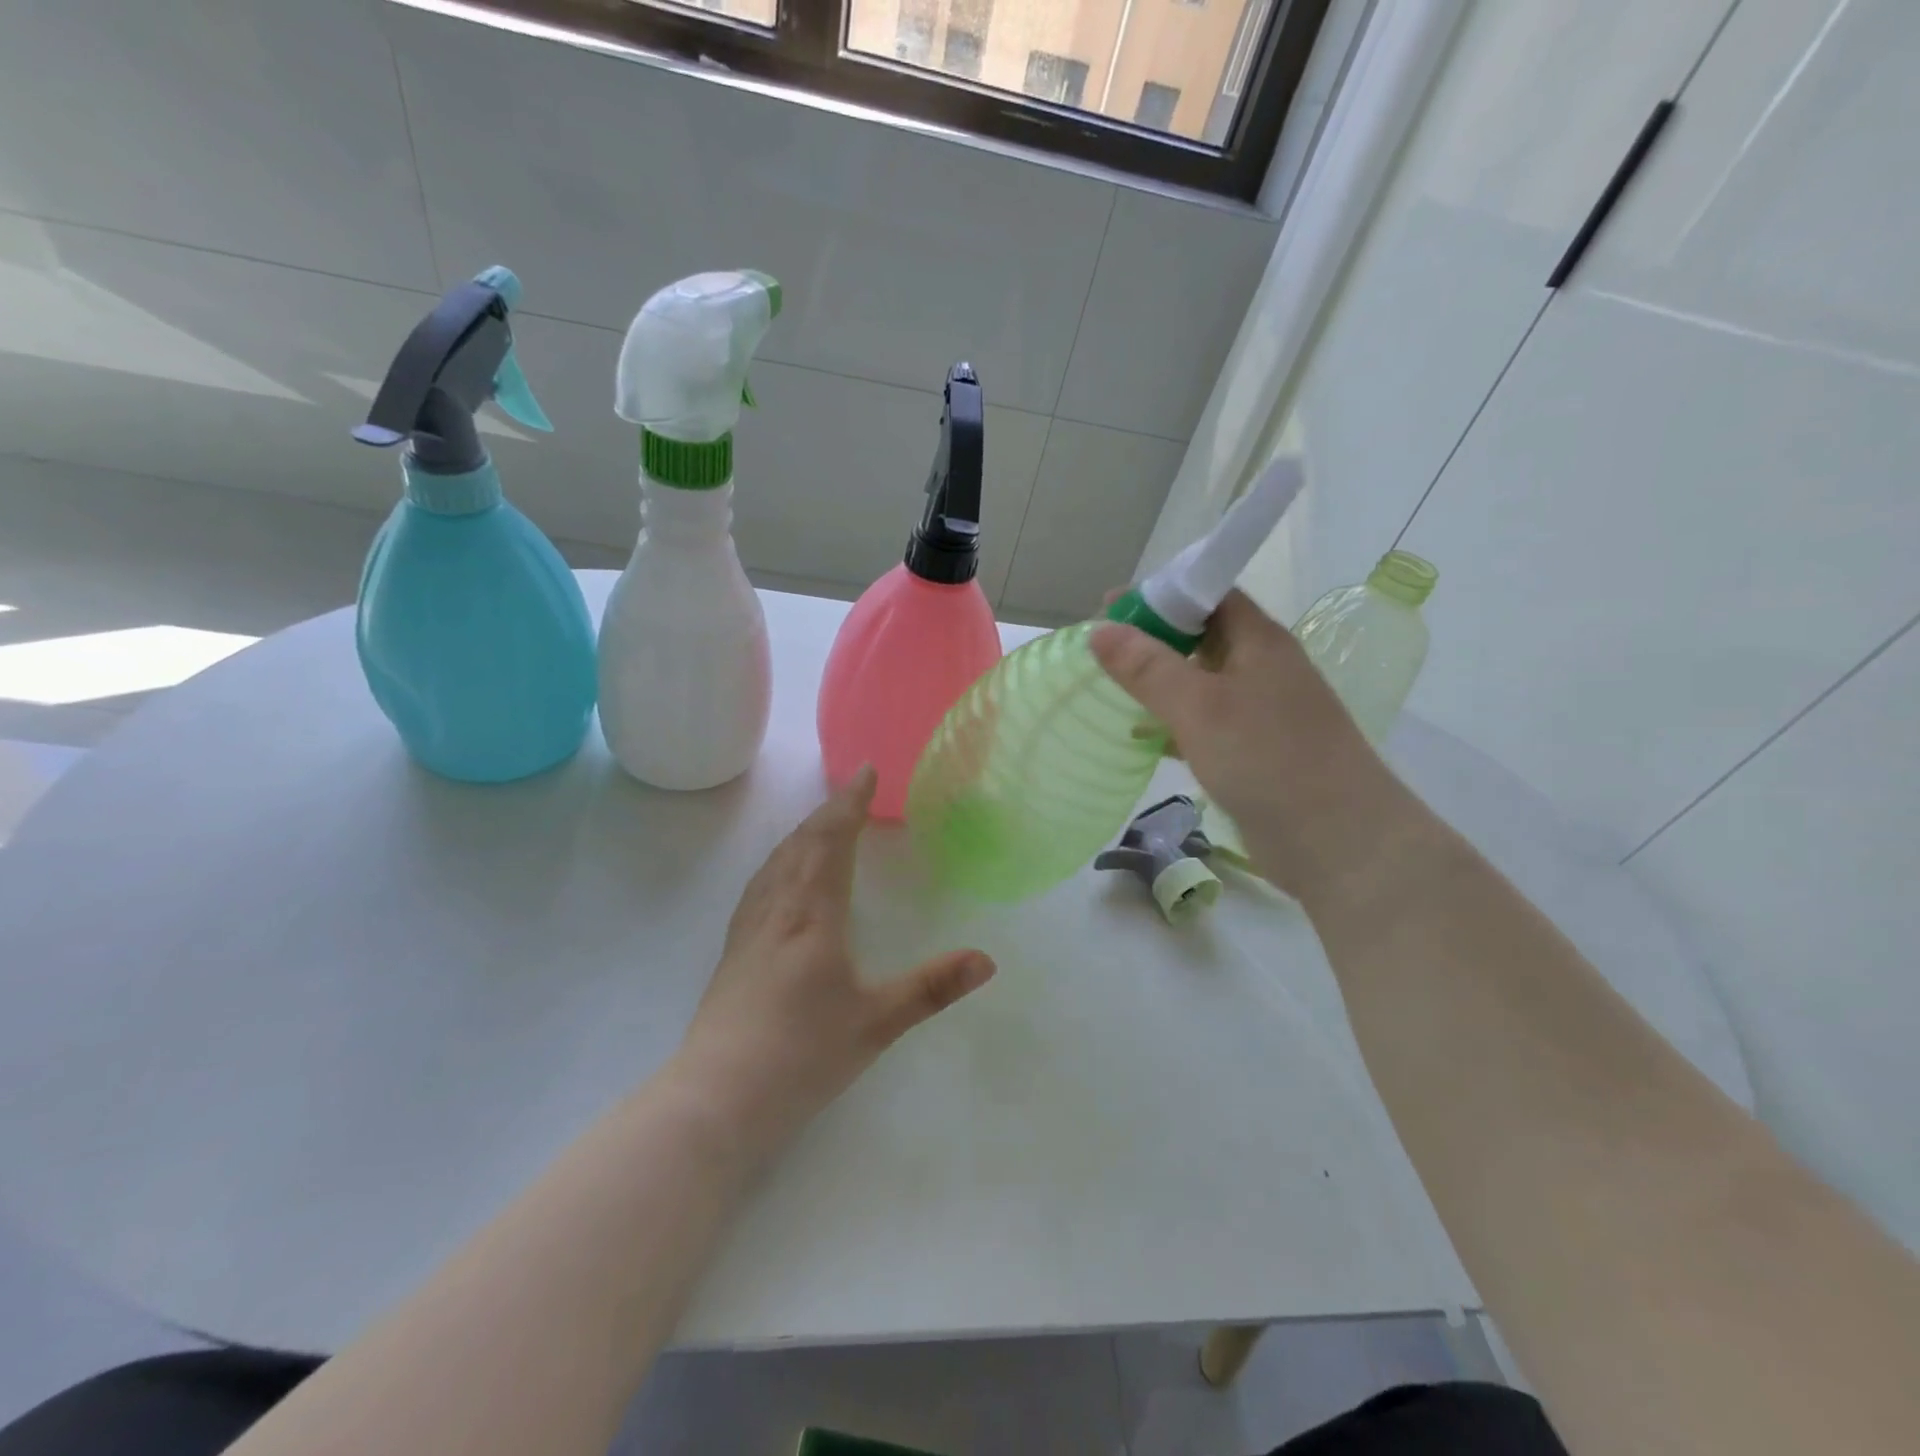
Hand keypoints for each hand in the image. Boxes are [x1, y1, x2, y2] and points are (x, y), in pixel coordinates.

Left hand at [670, 765, 995, 1160]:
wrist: (718, 1096)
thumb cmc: (802, 1054)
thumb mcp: (877, 1023)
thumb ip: (933, 988)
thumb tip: (987, 960)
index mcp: (812, 913)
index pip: (832, 840)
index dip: (850, 803)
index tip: (865, 771)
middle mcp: (777, 908)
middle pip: (802, 842)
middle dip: (829, 811)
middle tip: (853, 791)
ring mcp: (749, 927)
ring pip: (777, 861)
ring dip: (803, 832)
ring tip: (822, 822)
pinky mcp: (734, 949)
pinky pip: (761, 882)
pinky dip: (781, 859)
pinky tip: (781, 875)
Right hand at [1090, 590, 1426, 903]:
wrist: (1338, 840)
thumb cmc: (1268, 759)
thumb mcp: (1199, 707)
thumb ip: (1148, 668)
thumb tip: (1099, 629)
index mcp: (1259, 641)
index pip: (1208, 595)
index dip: (1160, 594)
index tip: (1109, 608)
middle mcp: (1263, 668)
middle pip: (1203, 636)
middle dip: (1154, 638)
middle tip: (1102, 650)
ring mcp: (1261, 712)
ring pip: (1202, 682)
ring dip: (1161, 682)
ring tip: (1111, 689)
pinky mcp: (1254, 751)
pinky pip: (1205, 723)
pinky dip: (1173, 722)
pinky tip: (1141, 736)